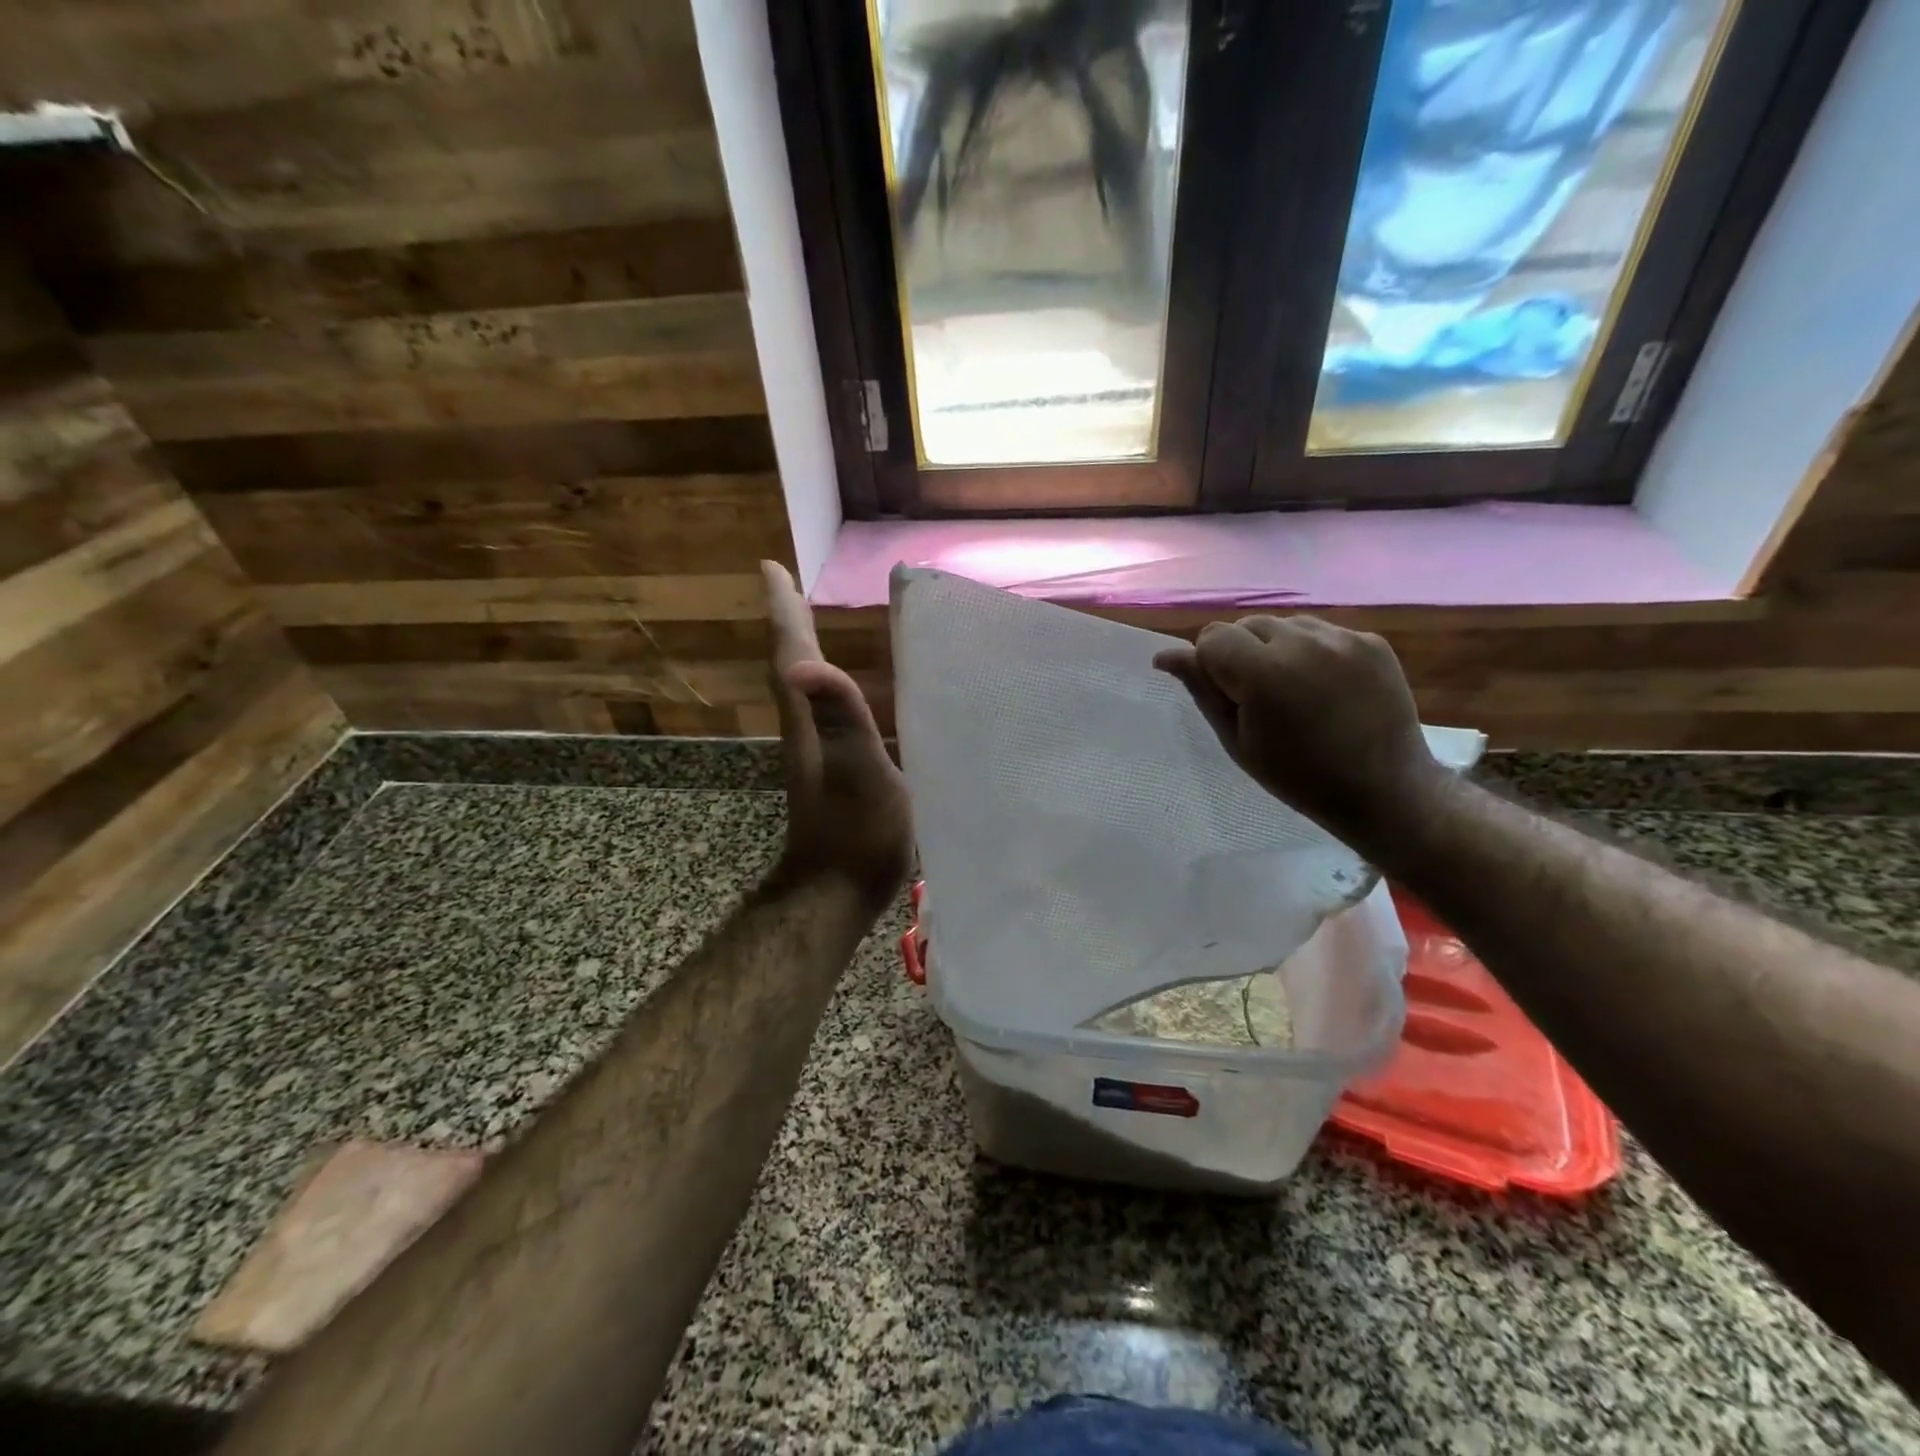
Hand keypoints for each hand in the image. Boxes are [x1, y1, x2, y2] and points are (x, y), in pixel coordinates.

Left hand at [762, 561, 912, 908]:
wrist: (834, 893)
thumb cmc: (857, 833)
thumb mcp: (858, 770)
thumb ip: (839, 717)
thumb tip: (802, 662)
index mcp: (809, 721)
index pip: (789, 654)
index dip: (783, 610)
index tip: (771, 567)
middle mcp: (805, 730)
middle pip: (789, 663)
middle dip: (788, 621)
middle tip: (786, 584)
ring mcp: (816, 753)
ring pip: (803, 687)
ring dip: (801, 650)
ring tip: (808, 622)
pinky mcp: (831, 773)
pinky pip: (824, 712)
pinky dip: (825, 686)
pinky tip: (841, 692)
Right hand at [1153, 616, 1443, 847]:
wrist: (1384, 789)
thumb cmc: (1297, 776)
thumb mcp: (1237, 741)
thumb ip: (1203, 690)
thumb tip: (1166, 655)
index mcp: (1263, 672)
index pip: (1211, 637)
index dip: (1210, 665)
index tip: (1228, 697)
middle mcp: (1302, 642)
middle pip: (1246, 624)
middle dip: (1241, 652)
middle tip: (1258, 697)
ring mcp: (1342, 638)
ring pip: (1284, 624)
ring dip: (1276, 648)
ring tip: (1293, 688)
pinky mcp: (1371, 640)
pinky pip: (1322, 632)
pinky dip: (1312, 651)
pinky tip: (1325, 686)